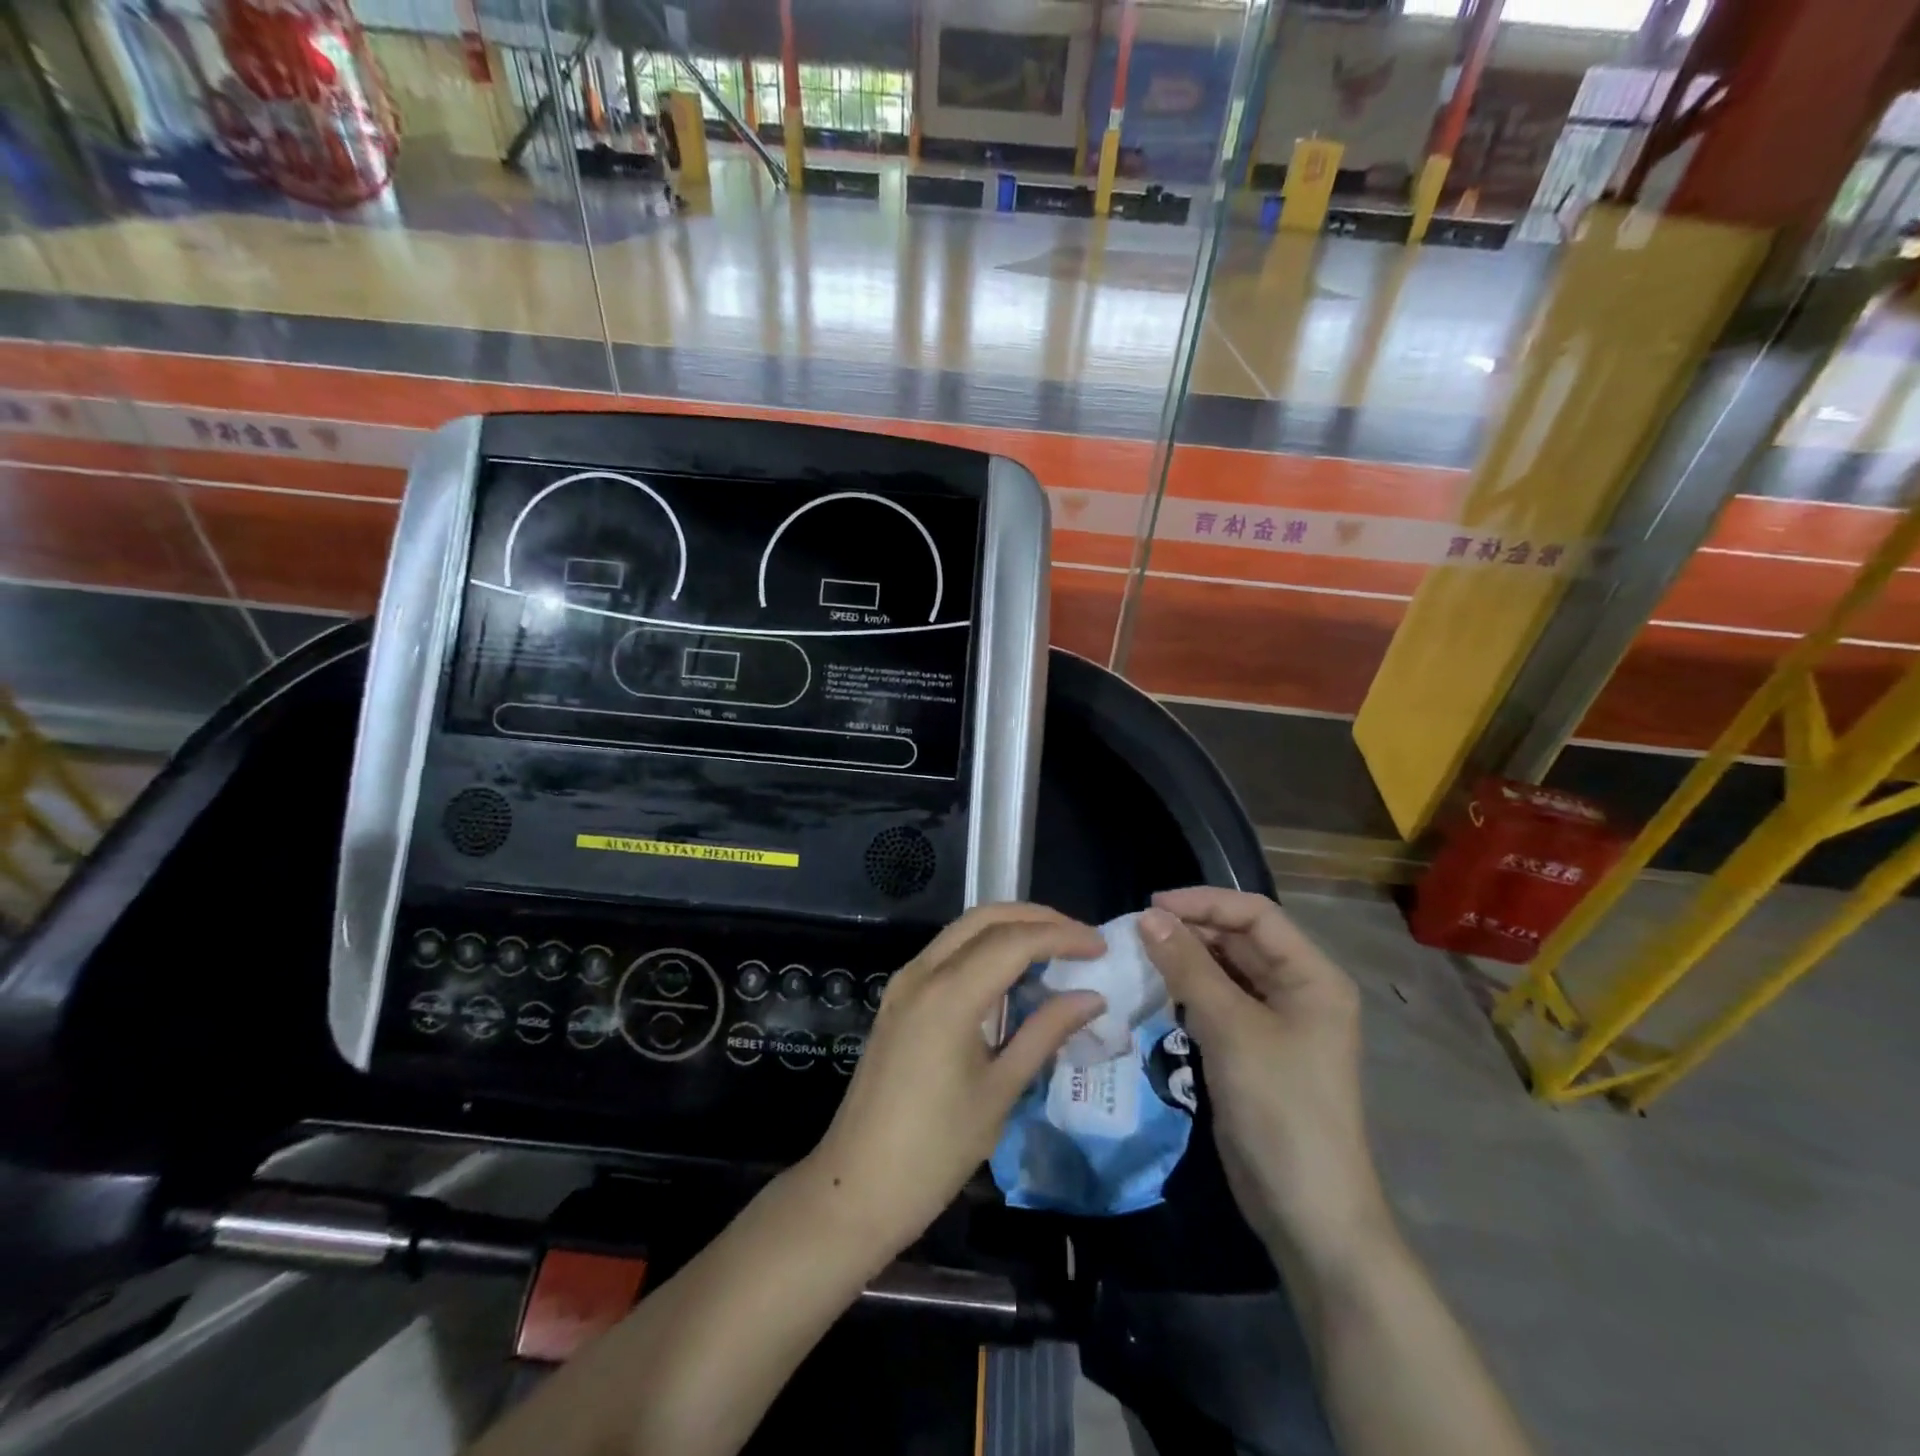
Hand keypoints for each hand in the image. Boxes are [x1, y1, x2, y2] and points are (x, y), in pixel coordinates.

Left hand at [805, 904, 1106, 1257]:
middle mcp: (922, 973)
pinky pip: (946, 953)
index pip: (1014, 941)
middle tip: (1080, 938)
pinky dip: (984, 948)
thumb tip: (1092, 998)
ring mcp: (904, 983)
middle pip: (985, 918)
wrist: (858, 1187)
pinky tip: (1012, 972)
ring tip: (1055, 948)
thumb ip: (1045, 1033)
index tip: (1100, 946)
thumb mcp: (1000, 1091)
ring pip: (963, 930)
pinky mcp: (898, 999)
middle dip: (1036, 918)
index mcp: (949, 995)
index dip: (1062, 936)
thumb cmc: (936, 1150)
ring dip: (1009, 928)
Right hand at [1140, 889, 1390, 1272]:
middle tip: (1137, 932)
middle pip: (1240, 940)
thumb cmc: (1280, 1107)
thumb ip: (1188, 967)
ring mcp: (1276, 1022)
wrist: (1306, 1209)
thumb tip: (1148, 917)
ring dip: (1186, 960)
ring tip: (1139, 955)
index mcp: (1312, 976)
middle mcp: (1298, 990)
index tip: (1151, 907)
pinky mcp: (1252, 1049)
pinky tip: (1157, 991)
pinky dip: (1188, 991)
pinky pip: (1218, 1002)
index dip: (1204, 902)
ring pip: (1226, 971)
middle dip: (1191, 930)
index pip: (1256, 915)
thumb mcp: (1231, 1028)